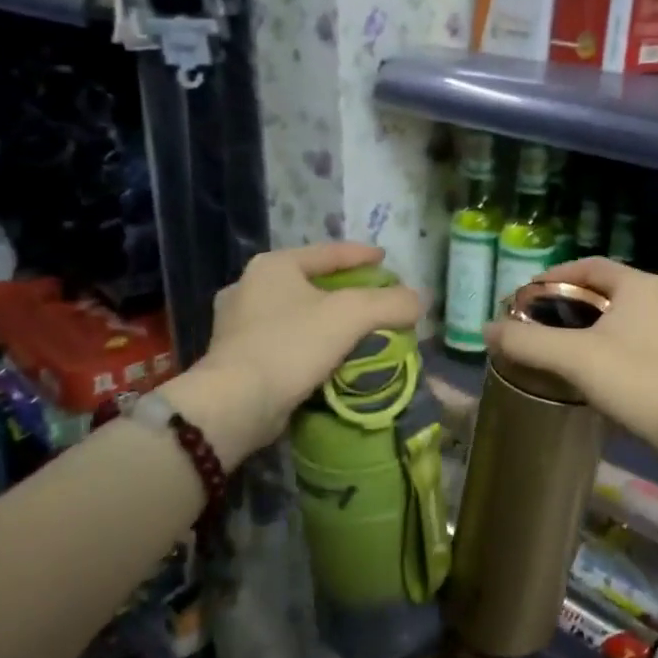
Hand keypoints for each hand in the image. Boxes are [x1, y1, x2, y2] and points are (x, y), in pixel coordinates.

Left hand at [169, 242, 421, 461]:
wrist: (235, 404)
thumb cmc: (291, 345)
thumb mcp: (351, 315)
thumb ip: (391, 302)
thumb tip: (421, 299)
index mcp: (273, 266)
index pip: (328, 252)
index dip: (362, 255)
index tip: (387, 260)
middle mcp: (250, 287)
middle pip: (312, 281)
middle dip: (345, 289)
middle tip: (375, 297)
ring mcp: (237, 323)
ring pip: (297, 312)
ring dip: (326, 319)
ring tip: (357, 329)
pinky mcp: (236, 357)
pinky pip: (285, 340)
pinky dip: (310, 343)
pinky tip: (329, 355)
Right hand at [483, 257, 657, 455]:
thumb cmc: (635, 380)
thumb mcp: (573, 357)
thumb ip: (527, 341)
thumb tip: (487, 329)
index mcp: (637, 285)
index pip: (589, 266)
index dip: (555, 276)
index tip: (527, 296)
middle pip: (604, 291)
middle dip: (569, 304)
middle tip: (538, 322)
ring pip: (620, 319)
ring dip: (589, 328)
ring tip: (559, 348)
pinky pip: (633, 343)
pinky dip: (608, 348)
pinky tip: (592, 372)